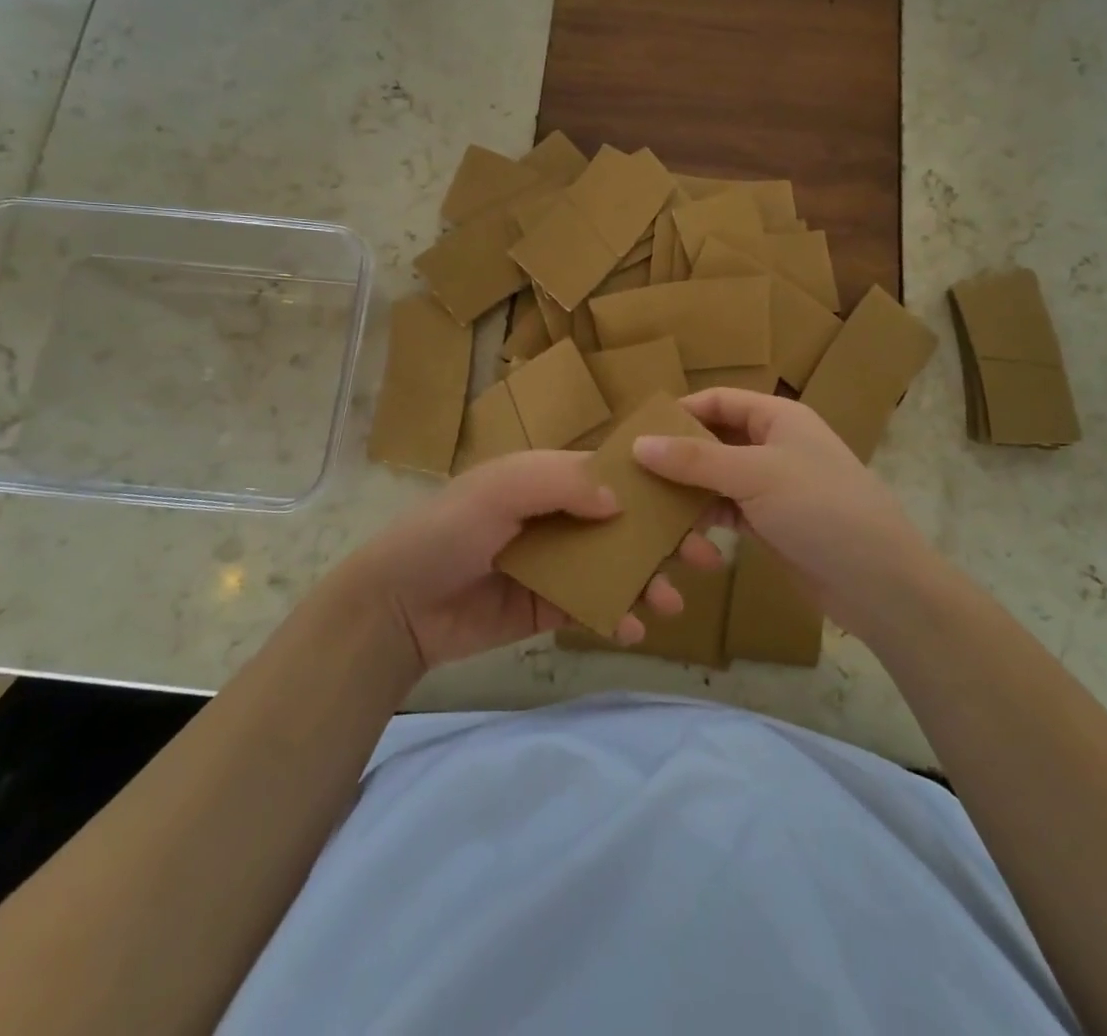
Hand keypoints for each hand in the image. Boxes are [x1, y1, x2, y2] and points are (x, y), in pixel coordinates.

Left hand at [339, 451, 693, 676]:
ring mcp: (556, 565)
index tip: (697, 503)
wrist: (398, 606)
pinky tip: (633, 631)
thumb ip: (560, 483)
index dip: (654, 487)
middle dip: (665, 539)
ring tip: (673, 604)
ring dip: (649, 583)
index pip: (612, 475)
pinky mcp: (548, 608)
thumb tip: (621, 499)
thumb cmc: (448, 531)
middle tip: (708, 557)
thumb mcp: (500, 489)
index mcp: (548, 479)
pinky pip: (593, 609)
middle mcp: (558, 518)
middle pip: (624, 524)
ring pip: (616, 569)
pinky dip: (618, 618)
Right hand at [634, 389, 932, 642]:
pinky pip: (727, 510)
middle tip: (631, 472)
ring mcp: (773, 486)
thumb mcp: (754, 475)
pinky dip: (704, 517)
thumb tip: (638, 444)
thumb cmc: (821, 508)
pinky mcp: (771, 523)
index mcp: (778, 417)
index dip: (680, 411)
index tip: (638, 432)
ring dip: (687, 490)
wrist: (880, 582)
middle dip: (677, 454)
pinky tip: (676, 532)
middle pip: (715, 439)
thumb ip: (695, 459)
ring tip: (645, 505)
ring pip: (717, 478)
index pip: (719, 400)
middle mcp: (774, 445)